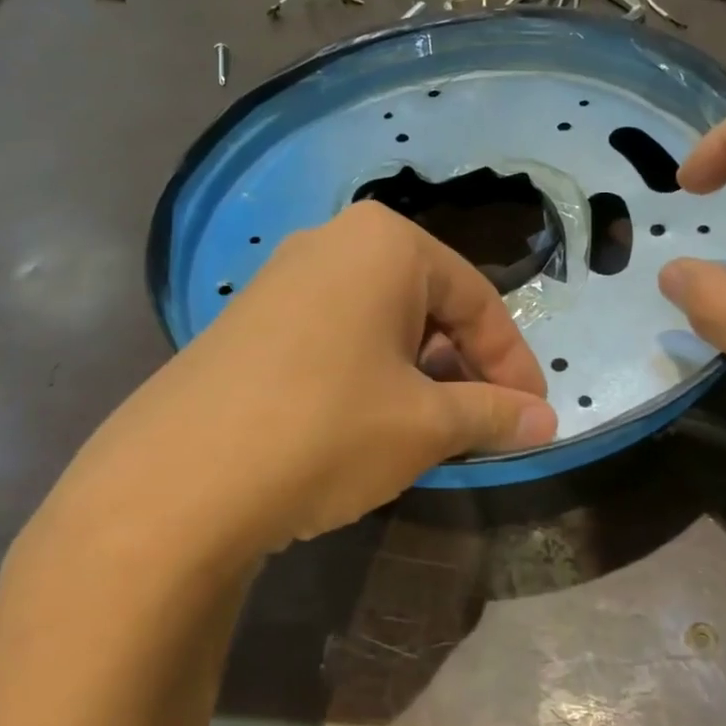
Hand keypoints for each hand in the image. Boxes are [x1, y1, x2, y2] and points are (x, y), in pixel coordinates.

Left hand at [31, 202, 556, 562]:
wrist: (178, 483)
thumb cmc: (328, 429)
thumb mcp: (427, 425)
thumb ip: (494, 415)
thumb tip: (547, 422)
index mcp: (385, 243)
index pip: (478, 300)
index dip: (514, 363)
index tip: (534, 414)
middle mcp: (332, 243)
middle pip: (428, 305)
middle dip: (464, 368)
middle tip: (484, 424)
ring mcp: (282, 280)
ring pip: (380, 324)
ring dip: (419, 376)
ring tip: (431, 432)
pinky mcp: (248, 322)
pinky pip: (335, 339)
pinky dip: (369, 377)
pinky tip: (368, 425)